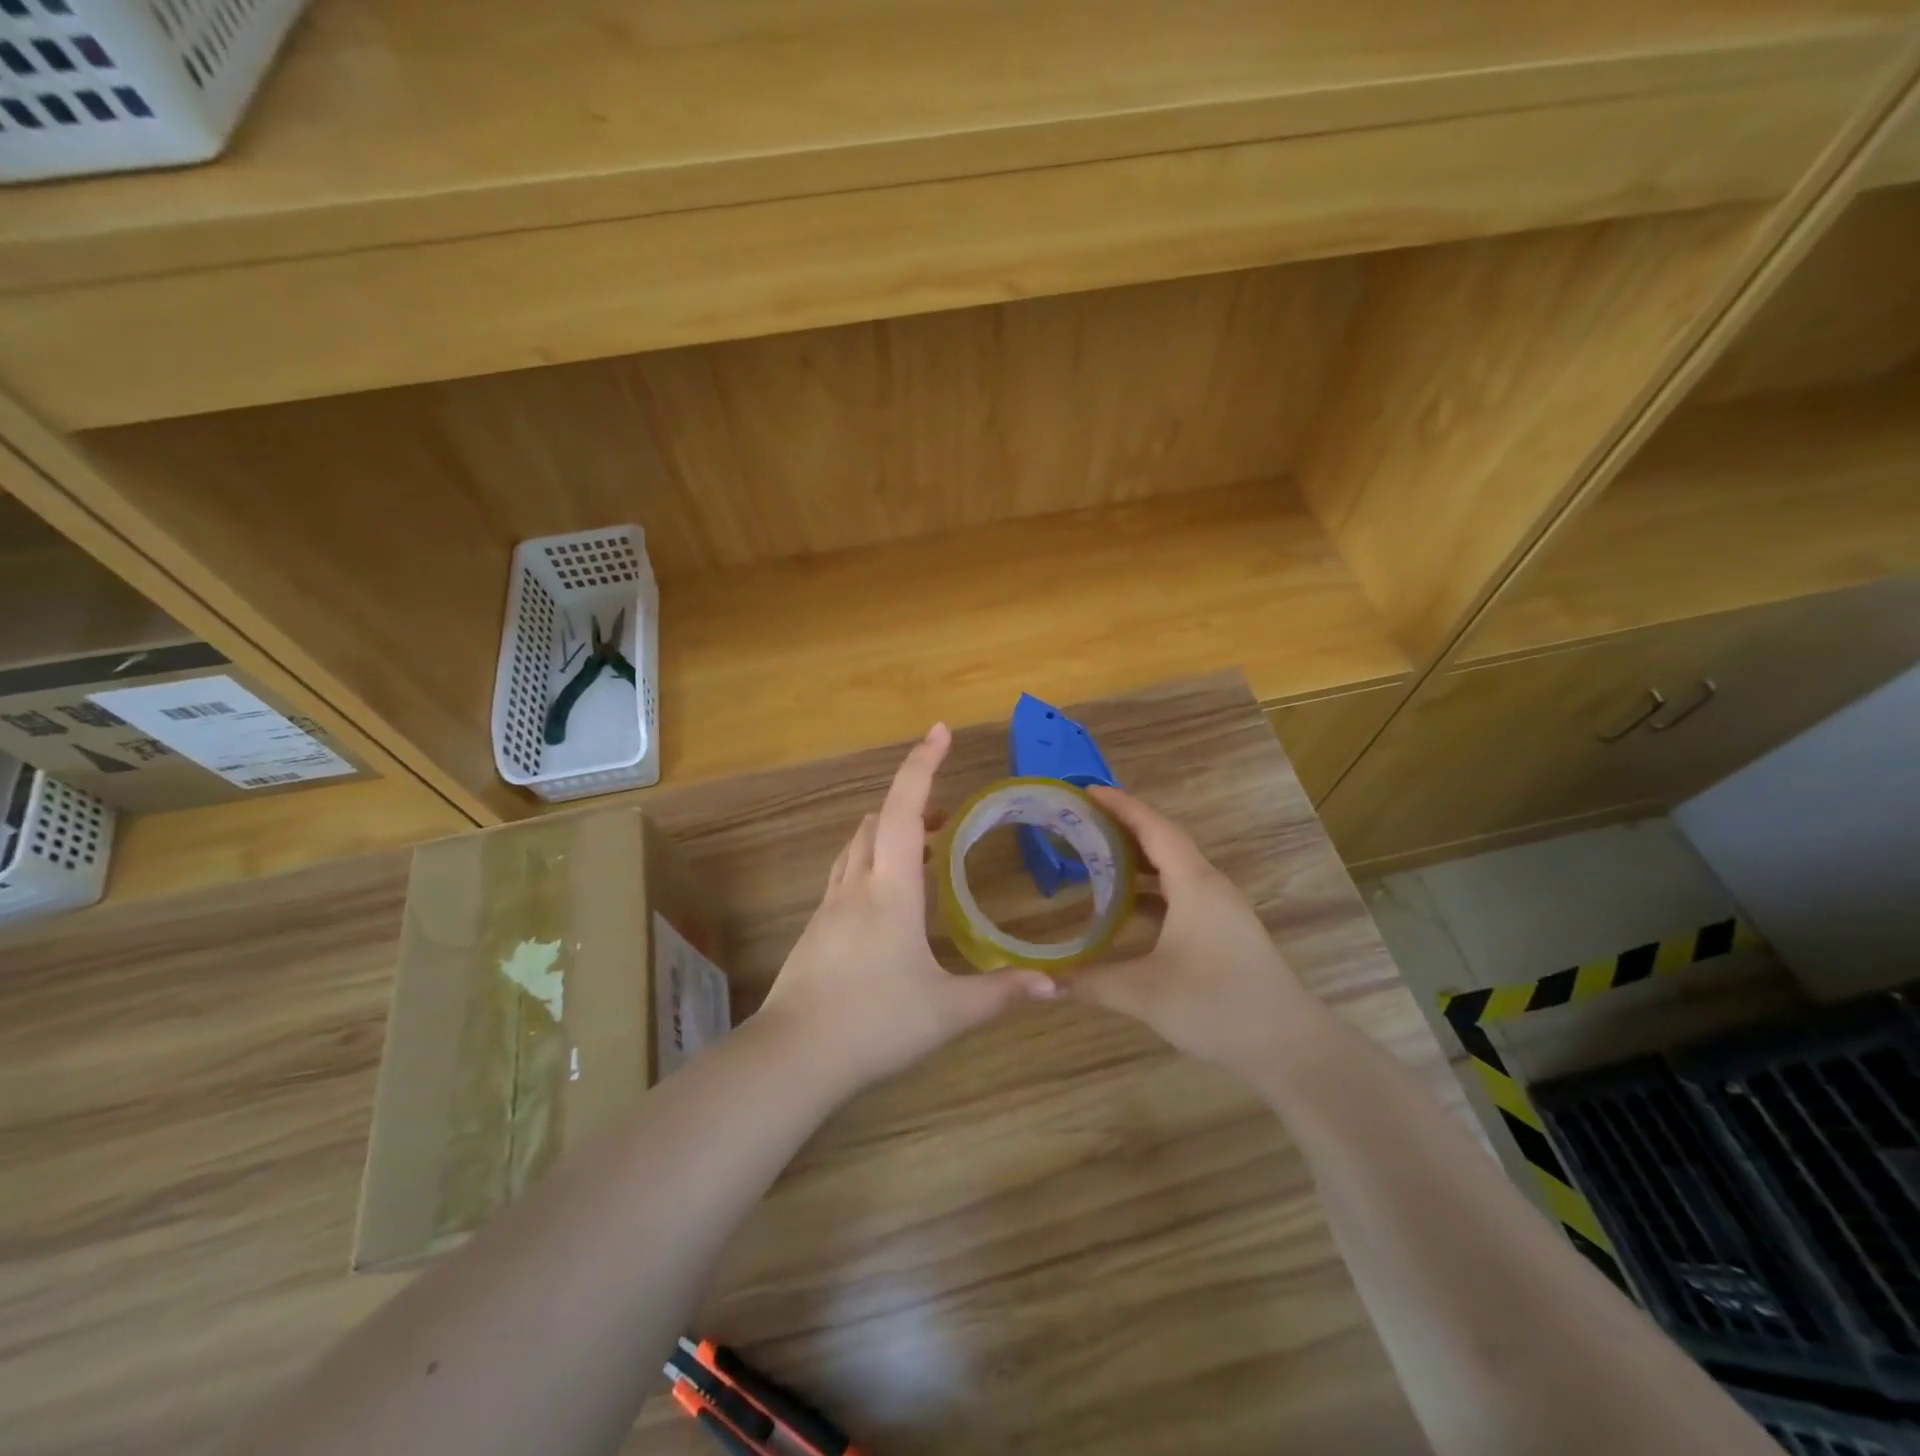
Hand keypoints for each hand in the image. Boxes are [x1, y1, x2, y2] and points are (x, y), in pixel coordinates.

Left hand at [754, 724, 1057, 1090]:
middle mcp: (857, 886)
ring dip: (888, 834)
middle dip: (911, 804)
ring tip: (923, 853)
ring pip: (857, 847)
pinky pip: (845, 876)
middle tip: (944, 819)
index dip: (922, 765)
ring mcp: (829, 907)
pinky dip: (870, 864)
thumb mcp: (947, 1012)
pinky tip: (888, 901)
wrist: (793, 1057)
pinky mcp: (815, 930)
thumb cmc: (874, 1023)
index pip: (905, 809)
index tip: (940, 731)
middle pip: (878, 821)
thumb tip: (1051, 984)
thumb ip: (1000, 994)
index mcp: (891, 890)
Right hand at [1067, 786, 1322, 1082]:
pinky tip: (1127, 905)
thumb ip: (1089, 982)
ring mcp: (1222, 907)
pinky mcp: (1225, 929)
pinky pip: (1183, 890)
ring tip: (1098, 854)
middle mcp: (1210, 885)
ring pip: (1175, 867)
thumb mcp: (1144, 993)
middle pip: (1164, 840)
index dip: (1120, 805)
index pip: (1153, 827)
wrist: (1289, 1045)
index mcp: (1194, 884)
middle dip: (1124, 826)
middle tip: (1082, 820)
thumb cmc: (1216, 1006)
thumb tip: (1041, 982)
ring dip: (1139, 857)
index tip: (1086, 790)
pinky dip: (1152, 887)